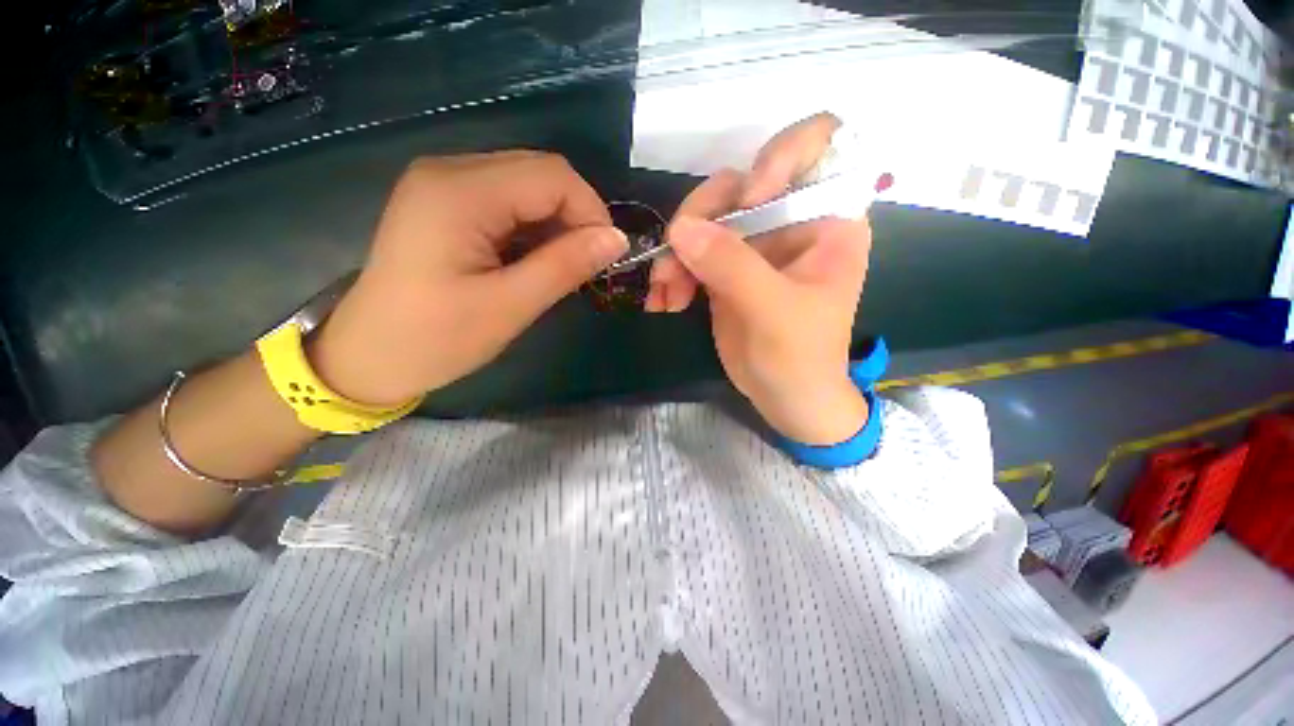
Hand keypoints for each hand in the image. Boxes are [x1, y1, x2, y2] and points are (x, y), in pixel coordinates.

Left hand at [308, 152, 628, 405]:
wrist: (367, 357)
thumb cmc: (435, 339)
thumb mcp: (509, 306)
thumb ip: (565, 266)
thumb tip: (617, 239)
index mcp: (460, 192)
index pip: (552, 176)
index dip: (591, 211)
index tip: (607, 256)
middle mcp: (449, 171)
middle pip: (539, 172)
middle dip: (576, 216)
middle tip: (587, 264)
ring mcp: (443, 184)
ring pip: (526, 185)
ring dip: (556, 223)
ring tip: (562, 267)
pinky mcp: (445, 203)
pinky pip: (507, 200)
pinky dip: (533, 227)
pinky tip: (535, 259)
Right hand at [648, 113, 873, 444]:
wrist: (785, 398)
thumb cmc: (801, 358)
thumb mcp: (774, 311)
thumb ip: (732, 266)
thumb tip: (681, 229)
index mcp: (826, 220)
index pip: (817, 146)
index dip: (778, 157)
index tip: (749, 199)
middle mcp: (789, 220)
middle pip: (739, 183)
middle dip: (701, 217)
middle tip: (675, 257)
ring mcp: (753, 244)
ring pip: (706, 217)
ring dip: (677, 250)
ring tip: (665, 291)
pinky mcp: (725, 267)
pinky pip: (691, 251)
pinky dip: (673, 271)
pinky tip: (665, 301)